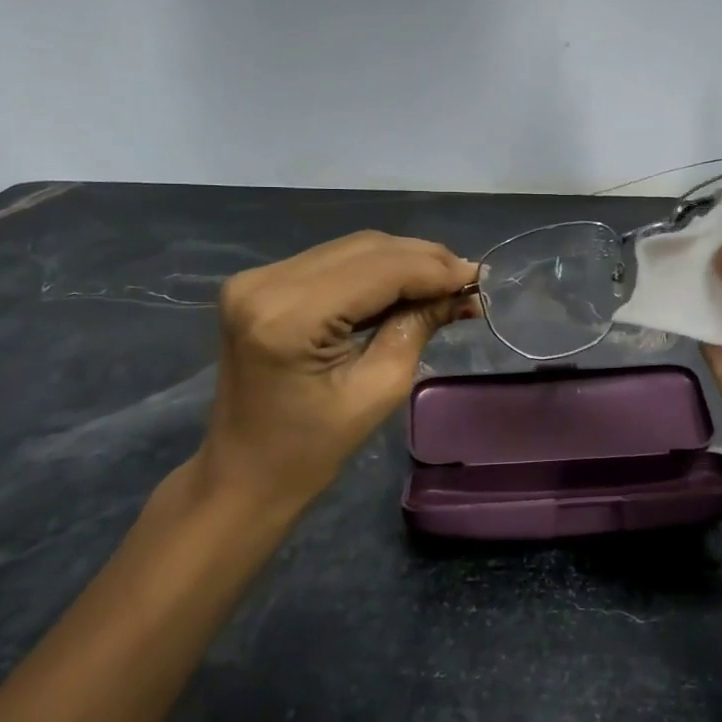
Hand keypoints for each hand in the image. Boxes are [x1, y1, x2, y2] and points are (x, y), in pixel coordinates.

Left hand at [188, 231, 476, 517]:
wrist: (243, 473)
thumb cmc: (312, 449)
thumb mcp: (378, 390)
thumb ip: (416, 327)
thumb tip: (460, 290)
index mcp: (290, 316)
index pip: (378, 270)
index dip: (433, 269)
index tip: (479, 277)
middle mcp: (266, 282)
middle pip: (364, 249)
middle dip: (422, 260)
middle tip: (468, 279)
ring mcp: (257, 278)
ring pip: (350, 249)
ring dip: (401, 261)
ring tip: (445, 282)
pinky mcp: (260, 283)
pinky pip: (331, 262)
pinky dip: (374, 270)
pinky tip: (406, 284)